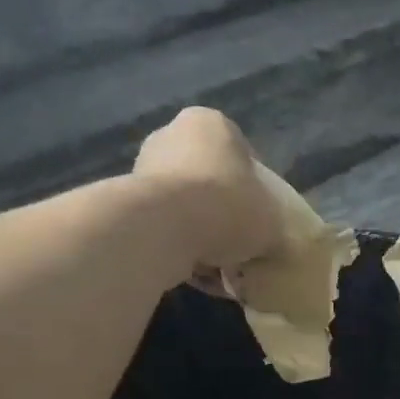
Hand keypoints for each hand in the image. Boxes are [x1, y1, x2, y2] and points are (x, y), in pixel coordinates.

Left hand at [132, 107, 280, 276]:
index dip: (256, 190)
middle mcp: (172, 136)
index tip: (261, 219)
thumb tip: (269, 242)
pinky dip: (179, 249)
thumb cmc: (228, 207)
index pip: (242, 155)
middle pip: (209, 181)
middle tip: (240, 244)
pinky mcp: (127, 203)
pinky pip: (165, 228)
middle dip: (223, 214)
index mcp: (211, 125)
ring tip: (218, 267)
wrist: (164, 228)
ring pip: (186, 209)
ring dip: (201, 236)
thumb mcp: (271, 221)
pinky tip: (195, 273)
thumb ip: (272, 226)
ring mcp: (144, 169)